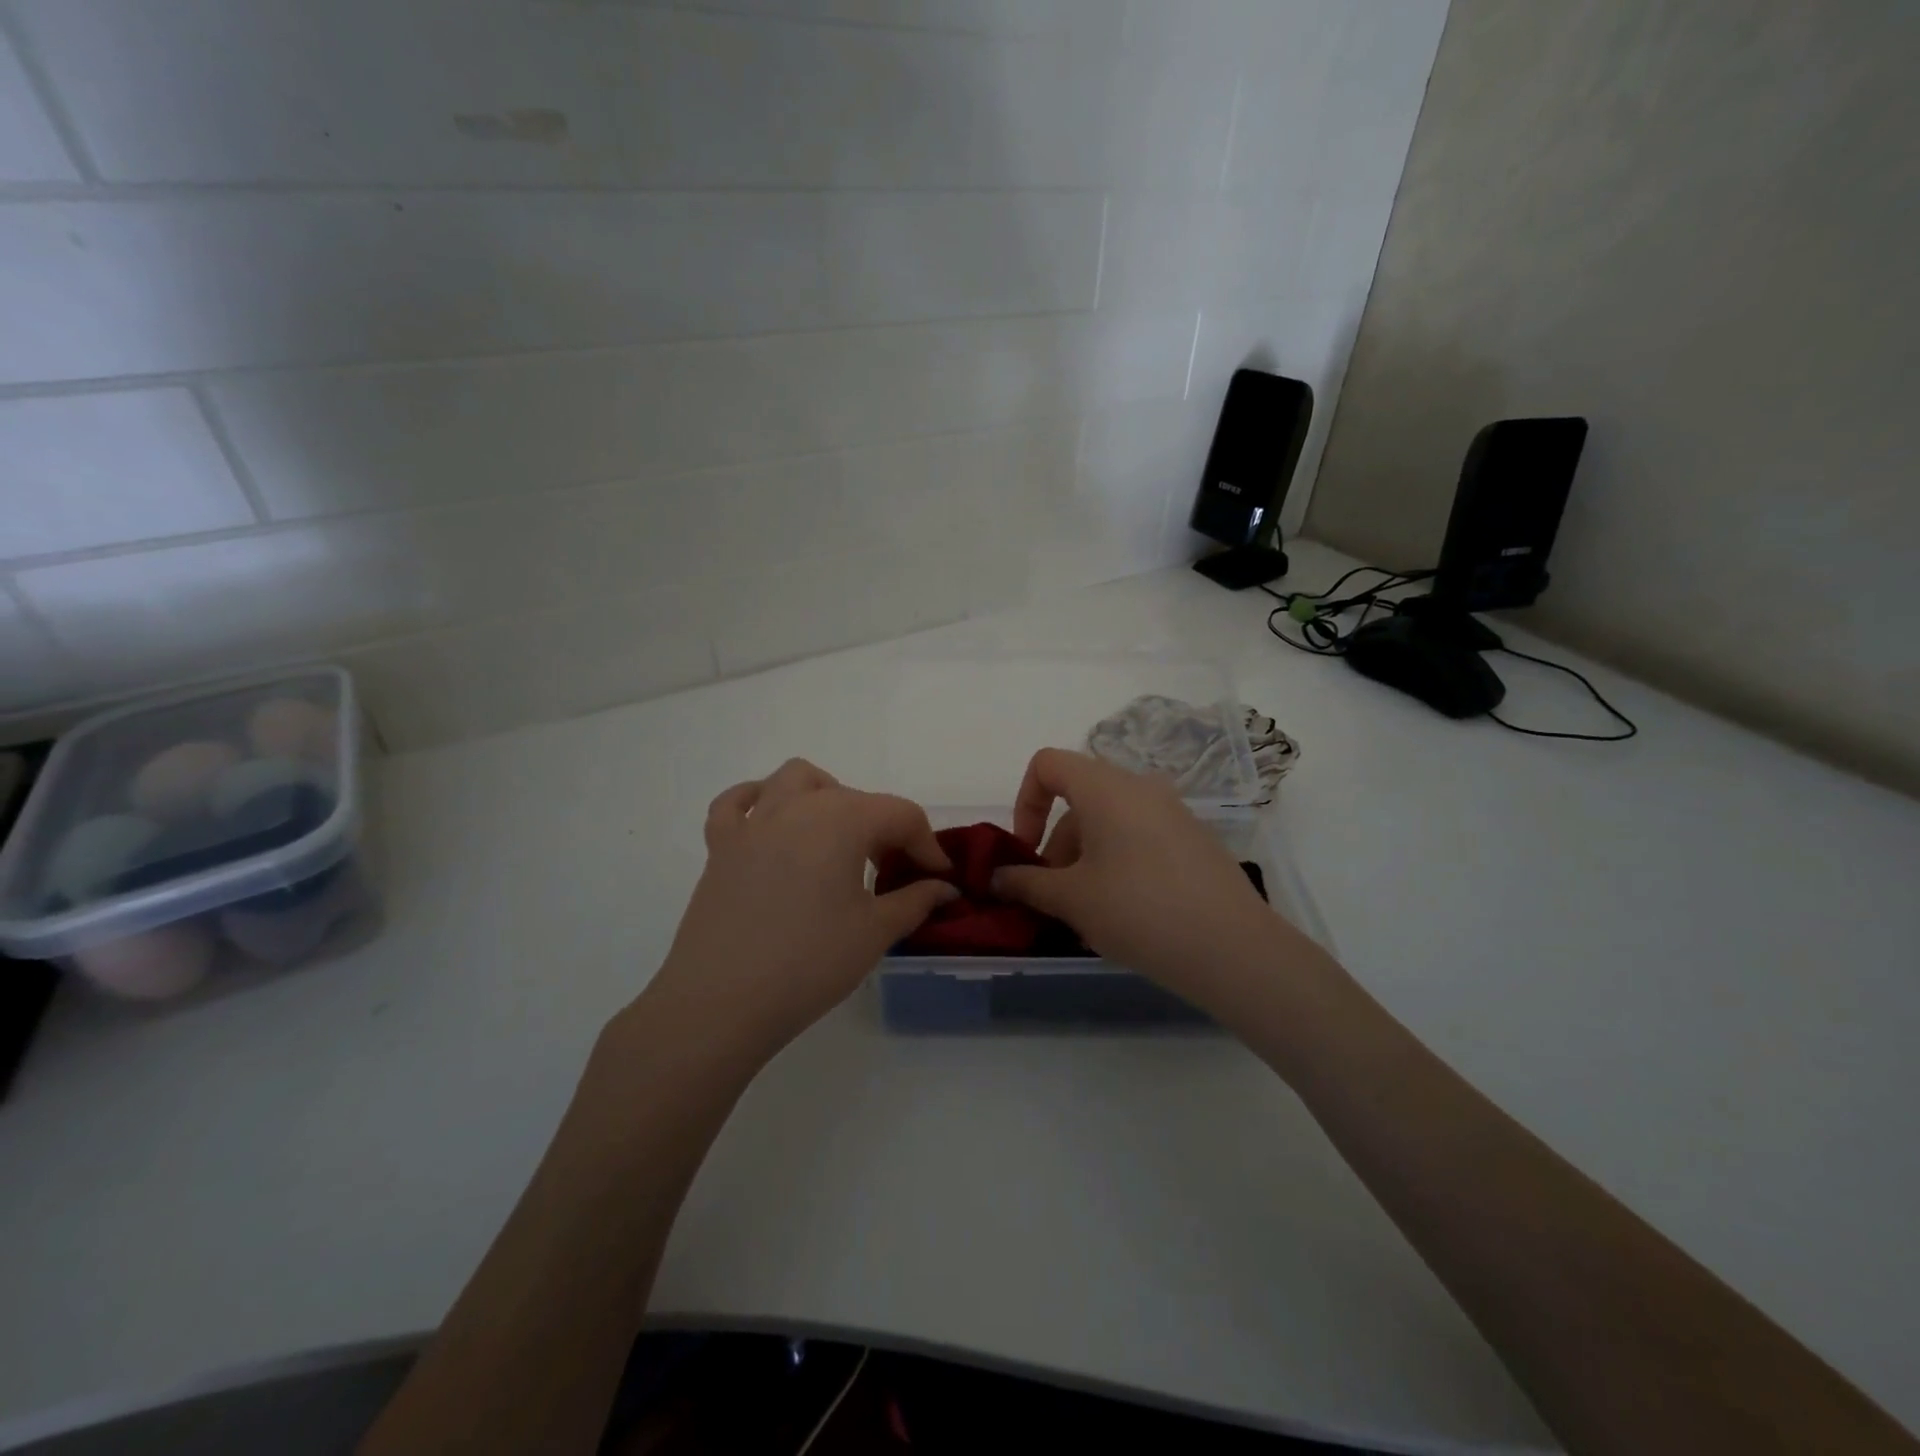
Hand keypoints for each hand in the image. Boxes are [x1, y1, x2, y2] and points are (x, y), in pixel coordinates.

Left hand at [637, 759, 957, 1061]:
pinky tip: (772, 828)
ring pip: (797, 780)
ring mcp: (753, 822)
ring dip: (826, 797)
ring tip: (838, 837)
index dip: (927, 845)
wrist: (721, 1002)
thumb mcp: (874, 932)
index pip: (901, 815)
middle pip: (856, 798)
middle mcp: (798, 806)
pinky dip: (759, 803)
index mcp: (842, 819)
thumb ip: (916, 900)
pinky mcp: (720, 845)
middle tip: (894, 874)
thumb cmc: (809, 963)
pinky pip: (738, 803)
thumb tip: (944, 888)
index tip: (939, 879)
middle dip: (885, 829)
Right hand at [992, 748, 1314, 1010]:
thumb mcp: (1071, 899)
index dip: (1025, 803)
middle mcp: (1141, 787)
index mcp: (1106, 787)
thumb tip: (996, 877)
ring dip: (1085, 857)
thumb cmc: (1137, 910)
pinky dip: (1118, 862)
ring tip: (1086, 912)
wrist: (1232, 948)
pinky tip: (1124, 913)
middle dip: (1056, 843)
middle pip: (1079, 798)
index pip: (1048, 764)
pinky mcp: (1195, 840)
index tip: (1026, 852)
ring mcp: (1174, 812)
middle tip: (1053, 894)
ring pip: (1110, 821)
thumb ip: (1026, 882)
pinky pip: (1140, 837)